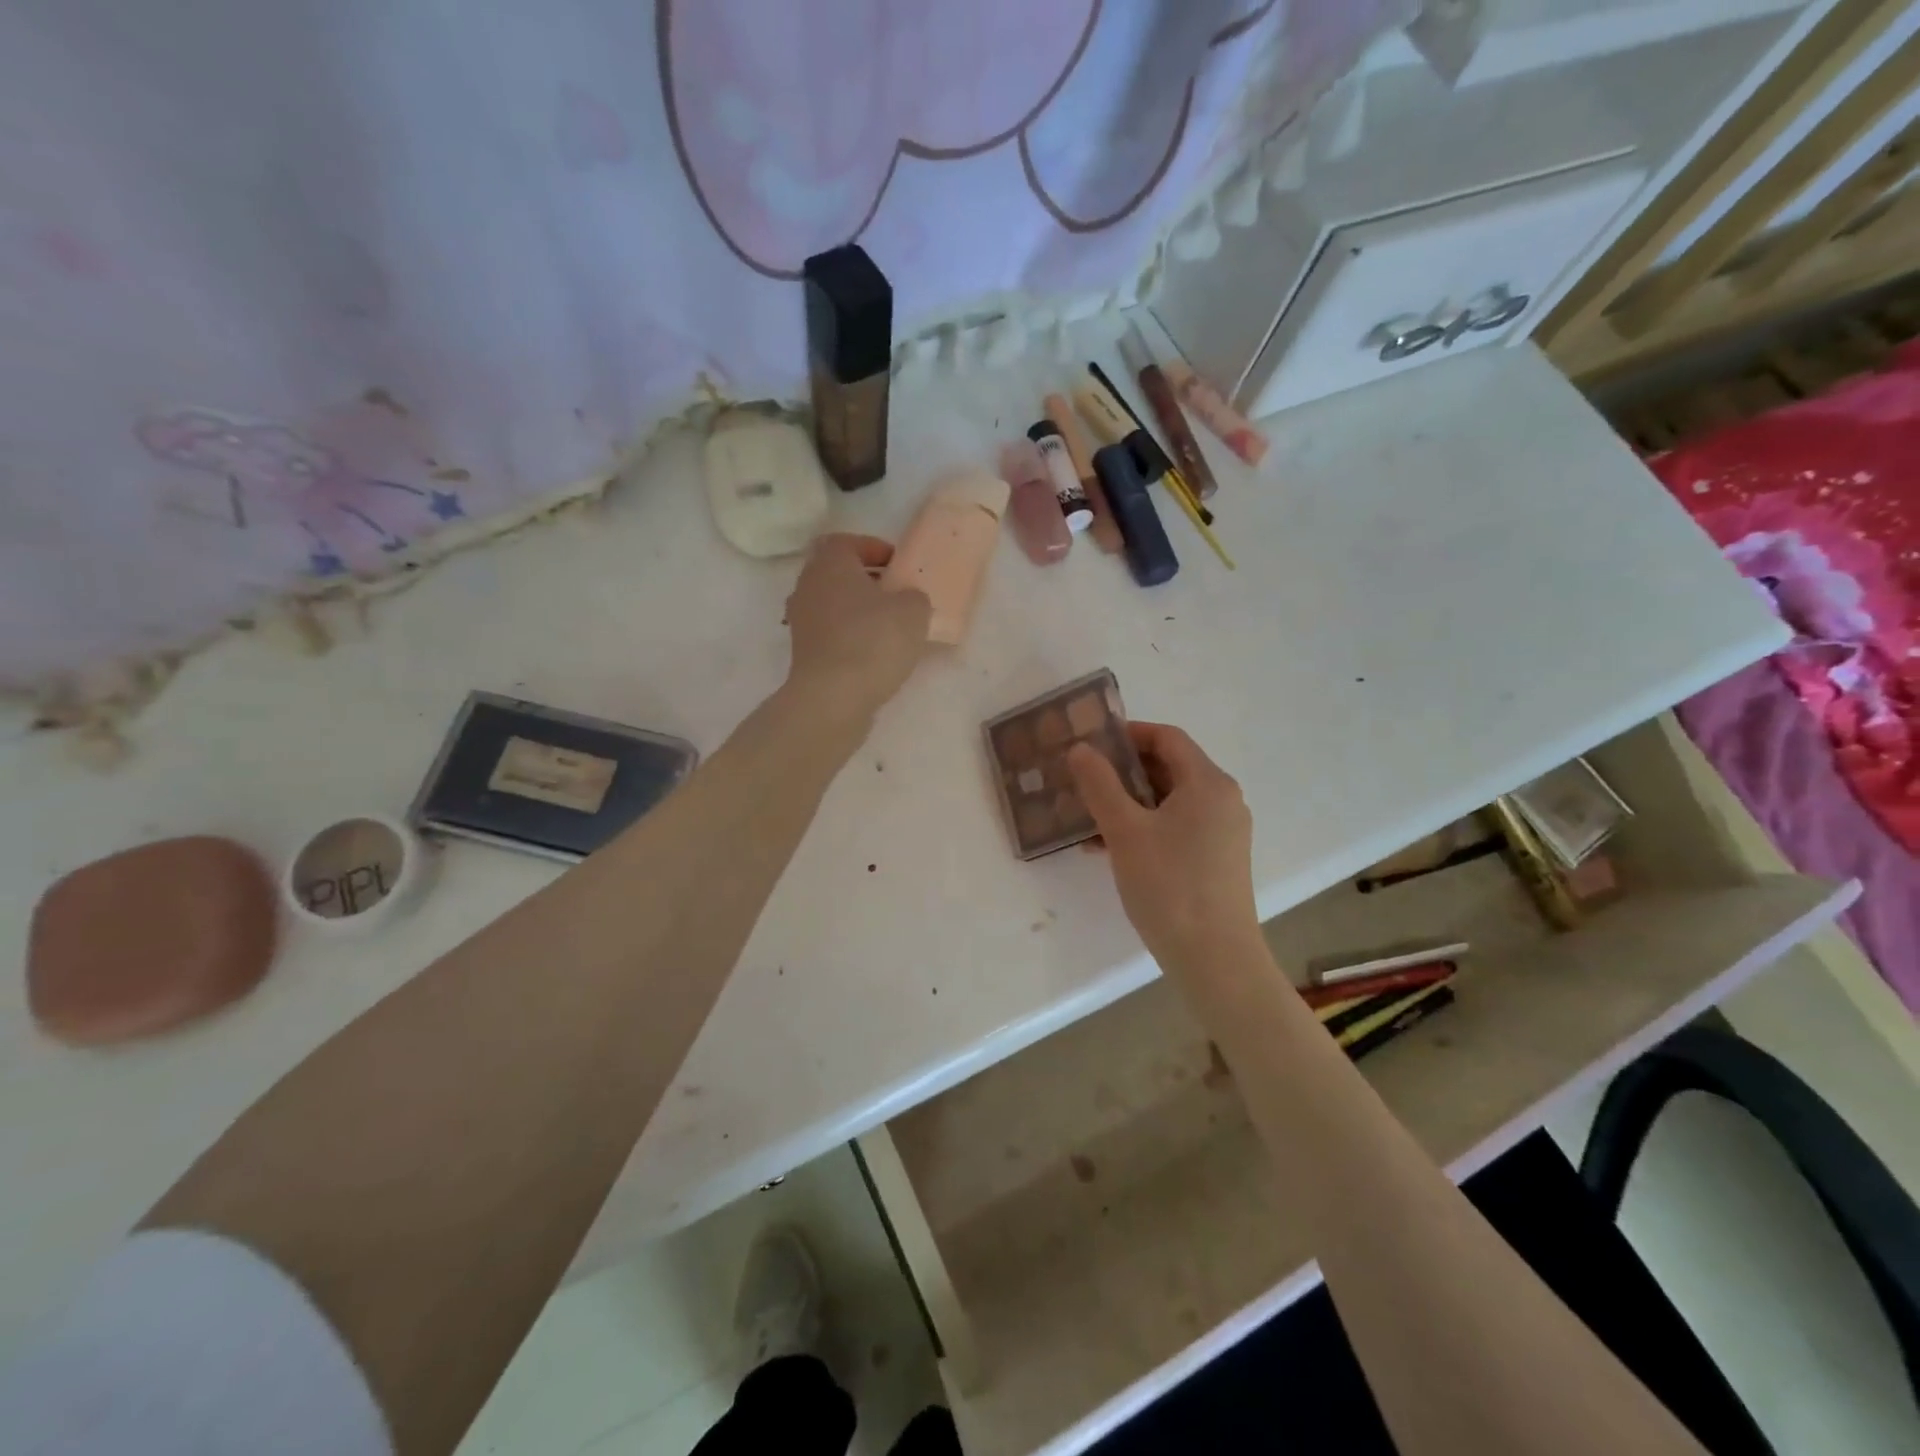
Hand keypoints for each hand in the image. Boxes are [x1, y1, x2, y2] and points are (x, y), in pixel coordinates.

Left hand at [784, 534, 931, 722]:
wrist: (833, 697)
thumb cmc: (873, 640)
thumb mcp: (913, 610)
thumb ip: (913, 596)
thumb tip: (906, 600)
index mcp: (830, 564)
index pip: (846, 542)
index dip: (873, 548)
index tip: (897, 564)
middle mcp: (808, 586)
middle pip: (836, 573)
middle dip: (865, 580)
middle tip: (895, 593)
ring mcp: (801, 621)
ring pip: (832, 604)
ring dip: (857, 610)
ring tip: (888, 626)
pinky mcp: (803, 653)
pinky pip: (830, 633)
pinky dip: (849, 636)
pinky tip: (873, 653)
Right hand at [1068, 723, 1260, 974]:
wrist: (1214, 959)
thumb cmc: (1169, 885)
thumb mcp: (1125, 831)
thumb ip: (1100, 785)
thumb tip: (1081, 749)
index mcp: (1208, 783)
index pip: (1167, 738)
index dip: (1129, 734)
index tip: (1091, 743)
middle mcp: (1222, 800)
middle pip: (1169, 768)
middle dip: (1123, 771)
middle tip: (1083, 779)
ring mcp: (1223, 832)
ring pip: (1169, 801)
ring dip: (1129, 803)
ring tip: (1087, 817)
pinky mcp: (1217, 859)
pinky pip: (1176, 827)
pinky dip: (1145, 828)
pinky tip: (1108, 848)